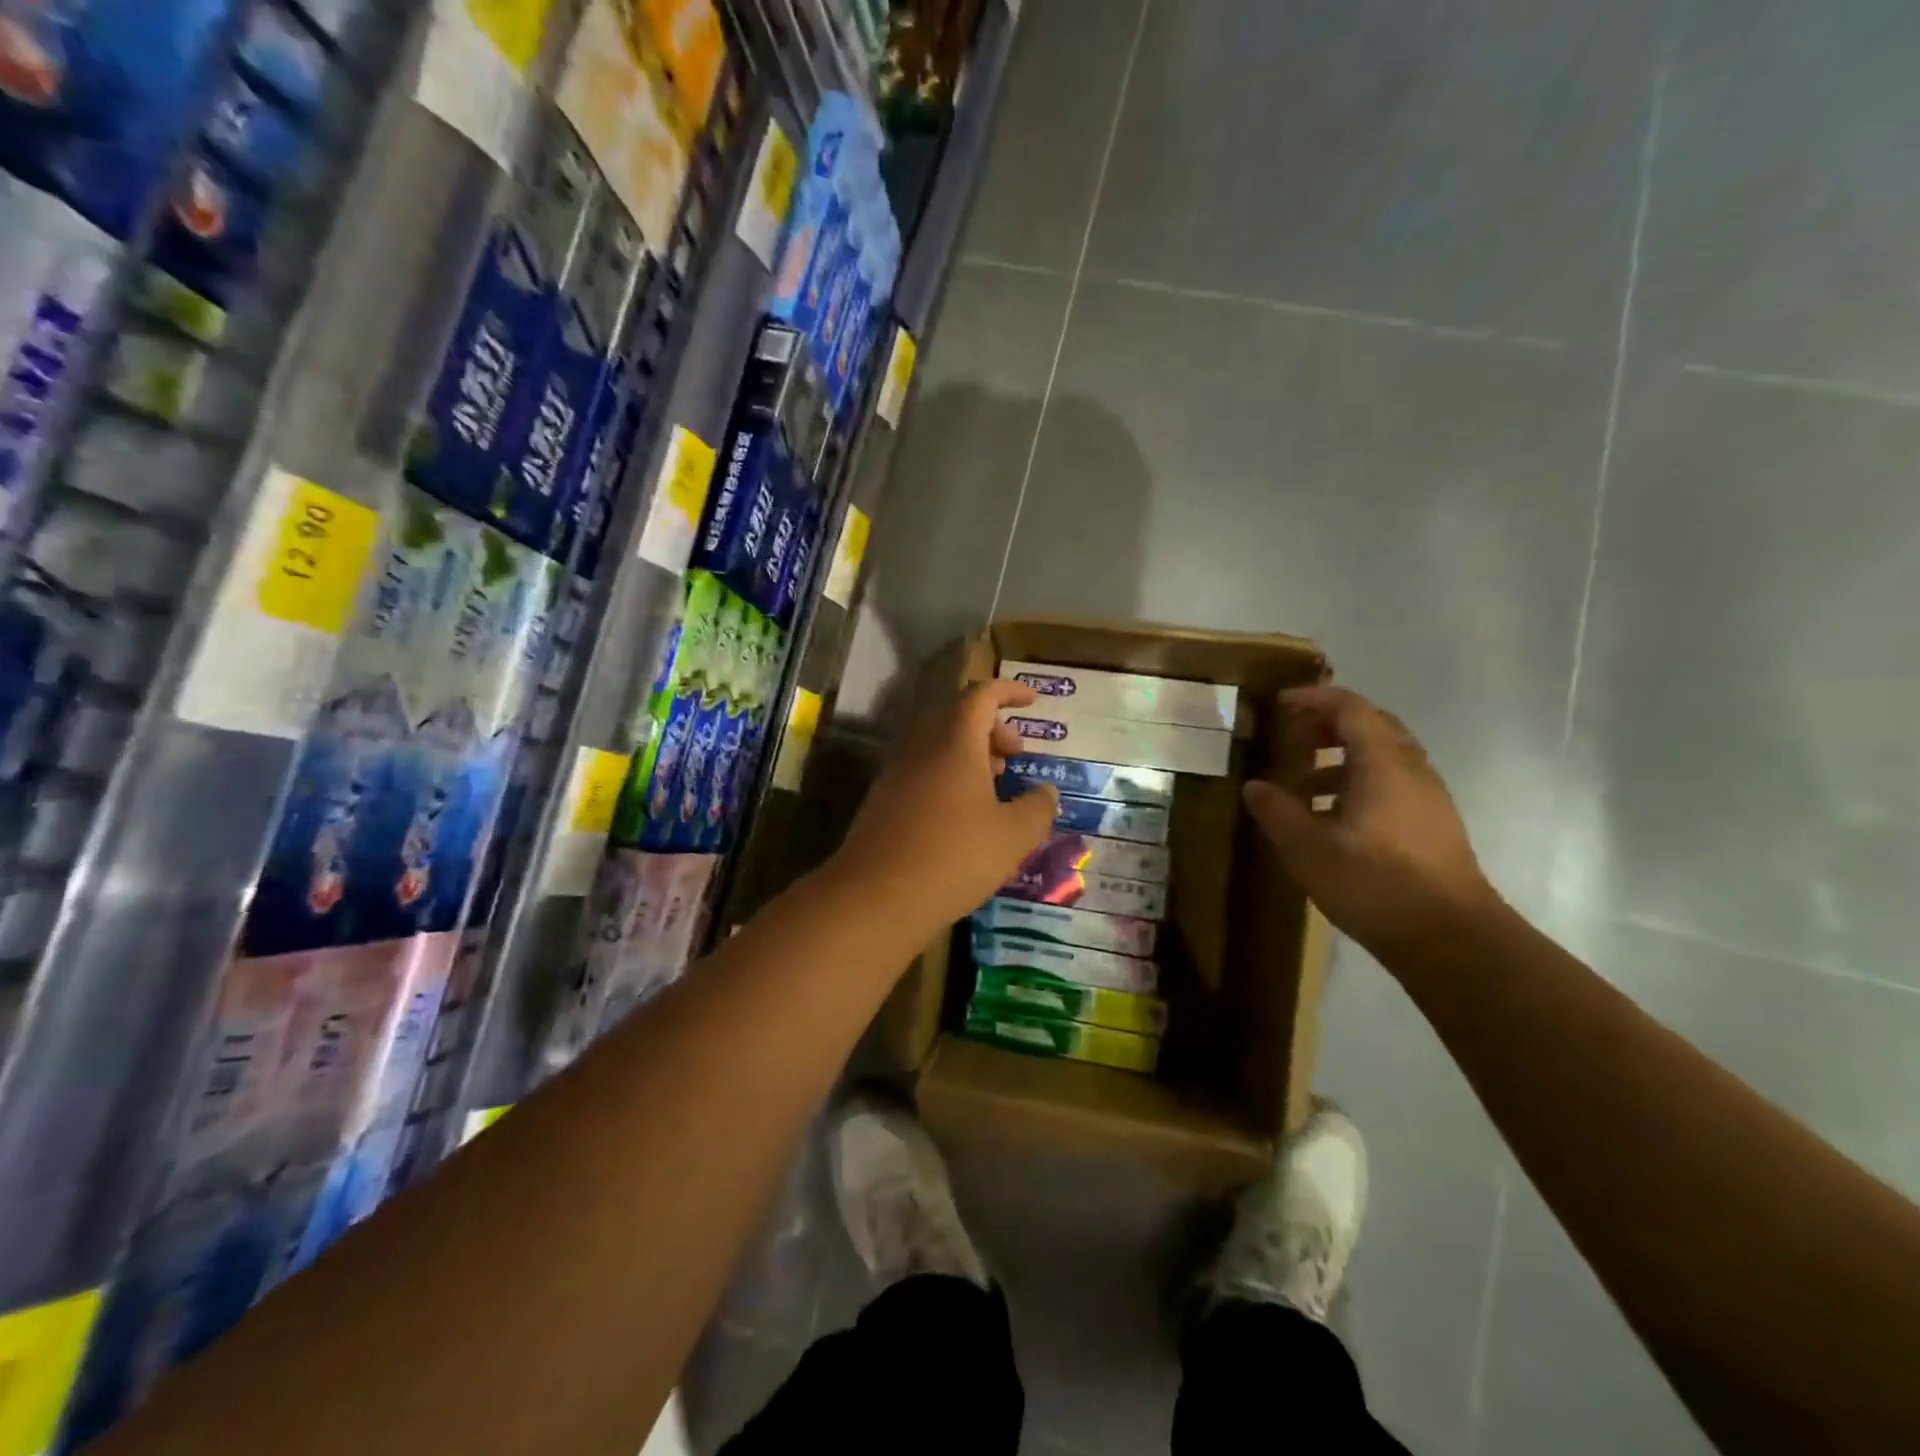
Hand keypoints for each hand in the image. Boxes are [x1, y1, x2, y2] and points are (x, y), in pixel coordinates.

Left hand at [833, 680, 1059, 934]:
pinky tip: (965, 818)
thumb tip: (1046, 792)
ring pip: (938, 746)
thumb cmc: (954, 857)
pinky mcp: (883, 800)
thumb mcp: (1014, 836)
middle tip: (1016, 757)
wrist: (876, 897)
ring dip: (970, 755)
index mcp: (955, 741)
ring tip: (996, 788)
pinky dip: (949, 777)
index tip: (1032, 701)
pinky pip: (922, 772)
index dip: (1009, 692)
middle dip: (992, 729)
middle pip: (957, 717)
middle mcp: (921, 747)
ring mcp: (897, 773)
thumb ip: (1038, 807)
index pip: (982, 695)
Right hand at [1242, 685, 1502, 958]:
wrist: (1451, 938)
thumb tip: (1254, 786)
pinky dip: (1359, 783)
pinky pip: (1392, 783)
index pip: (1350, 708)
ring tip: (1302, 784)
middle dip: (1329, 724)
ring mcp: (1428, 797)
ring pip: (1383, 757)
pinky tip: (1334, 819)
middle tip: (1292, 737)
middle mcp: (1411, 770)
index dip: (1314, 699)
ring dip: (1342, 758)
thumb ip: (1278, 812)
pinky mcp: (1433, 824)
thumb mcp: (1308, 849)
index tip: (1280, 704)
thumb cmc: (1375, 884)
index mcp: (1383, 764)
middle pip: (1372, 726)